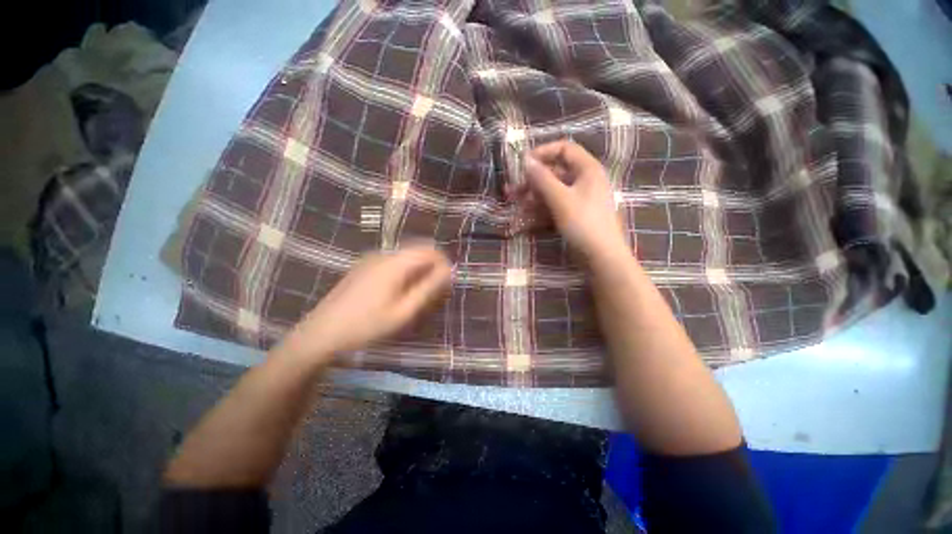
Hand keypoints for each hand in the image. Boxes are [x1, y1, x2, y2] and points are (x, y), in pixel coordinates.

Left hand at [278, 245, 451, 365]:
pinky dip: (405, 271)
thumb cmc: (367, 325)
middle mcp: (384, 254)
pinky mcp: (364, 266)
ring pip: (406, 256)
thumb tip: (448, 270)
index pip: (430, 250)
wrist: (321, 333)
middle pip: (418, 250)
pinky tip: (399, 291)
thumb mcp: (404, 311)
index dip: (443, 263)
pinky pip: (394, 261)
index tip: (447, 283)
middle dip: (432, 267)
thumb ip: (428, 288)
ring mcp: (371, 258)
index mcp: (395, 263)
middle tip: (434, 291)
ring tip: (418, 294)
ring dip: (419, 269)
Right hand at [507, 140, 628, 263]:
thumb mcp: (560, 198)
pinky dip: (540, 210)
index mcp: (587, 169)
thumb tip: (526, 160)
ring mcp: (579, 199)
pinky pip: (555, 206)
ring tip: (515, 205)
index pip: (564, 149)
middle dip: (532, 181)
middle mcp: (584, 180)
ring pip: (552, 191)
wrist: (601, 256)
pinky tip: (526, 218)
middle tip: (512, 191)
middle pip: (554, 173)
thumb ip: (542, 178)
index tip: (523, 164)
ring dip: (532, 197)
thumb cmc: (583, 223)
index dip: (543, 153)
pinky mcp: (574, 214)